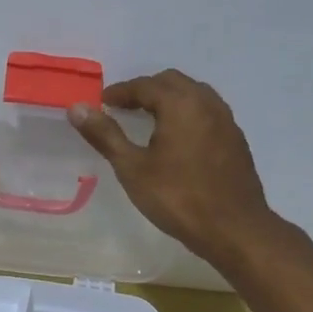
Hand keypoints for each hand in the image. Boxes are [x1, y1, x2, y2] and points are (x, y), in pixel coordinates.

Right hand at [68, 70, 279, 268]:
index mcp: (181, 104)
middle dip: (145, 90)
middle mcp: (207, 103)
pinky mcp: (236, 140)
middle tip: (123, 108)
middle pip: (172, 82)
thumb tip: (76, 108)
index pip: (144, 85)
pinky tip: (177, 139)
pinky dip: (187, 114)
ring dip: (169, 99)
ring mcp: (226, 121)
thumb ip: (105, 135)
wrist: (234, 229)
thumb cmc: (178, 198)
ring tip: (148, 120)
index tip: (102, 103)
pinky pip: (207, 113)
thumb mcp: (133, 168)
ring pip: (194, 95)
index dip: (120, 92)